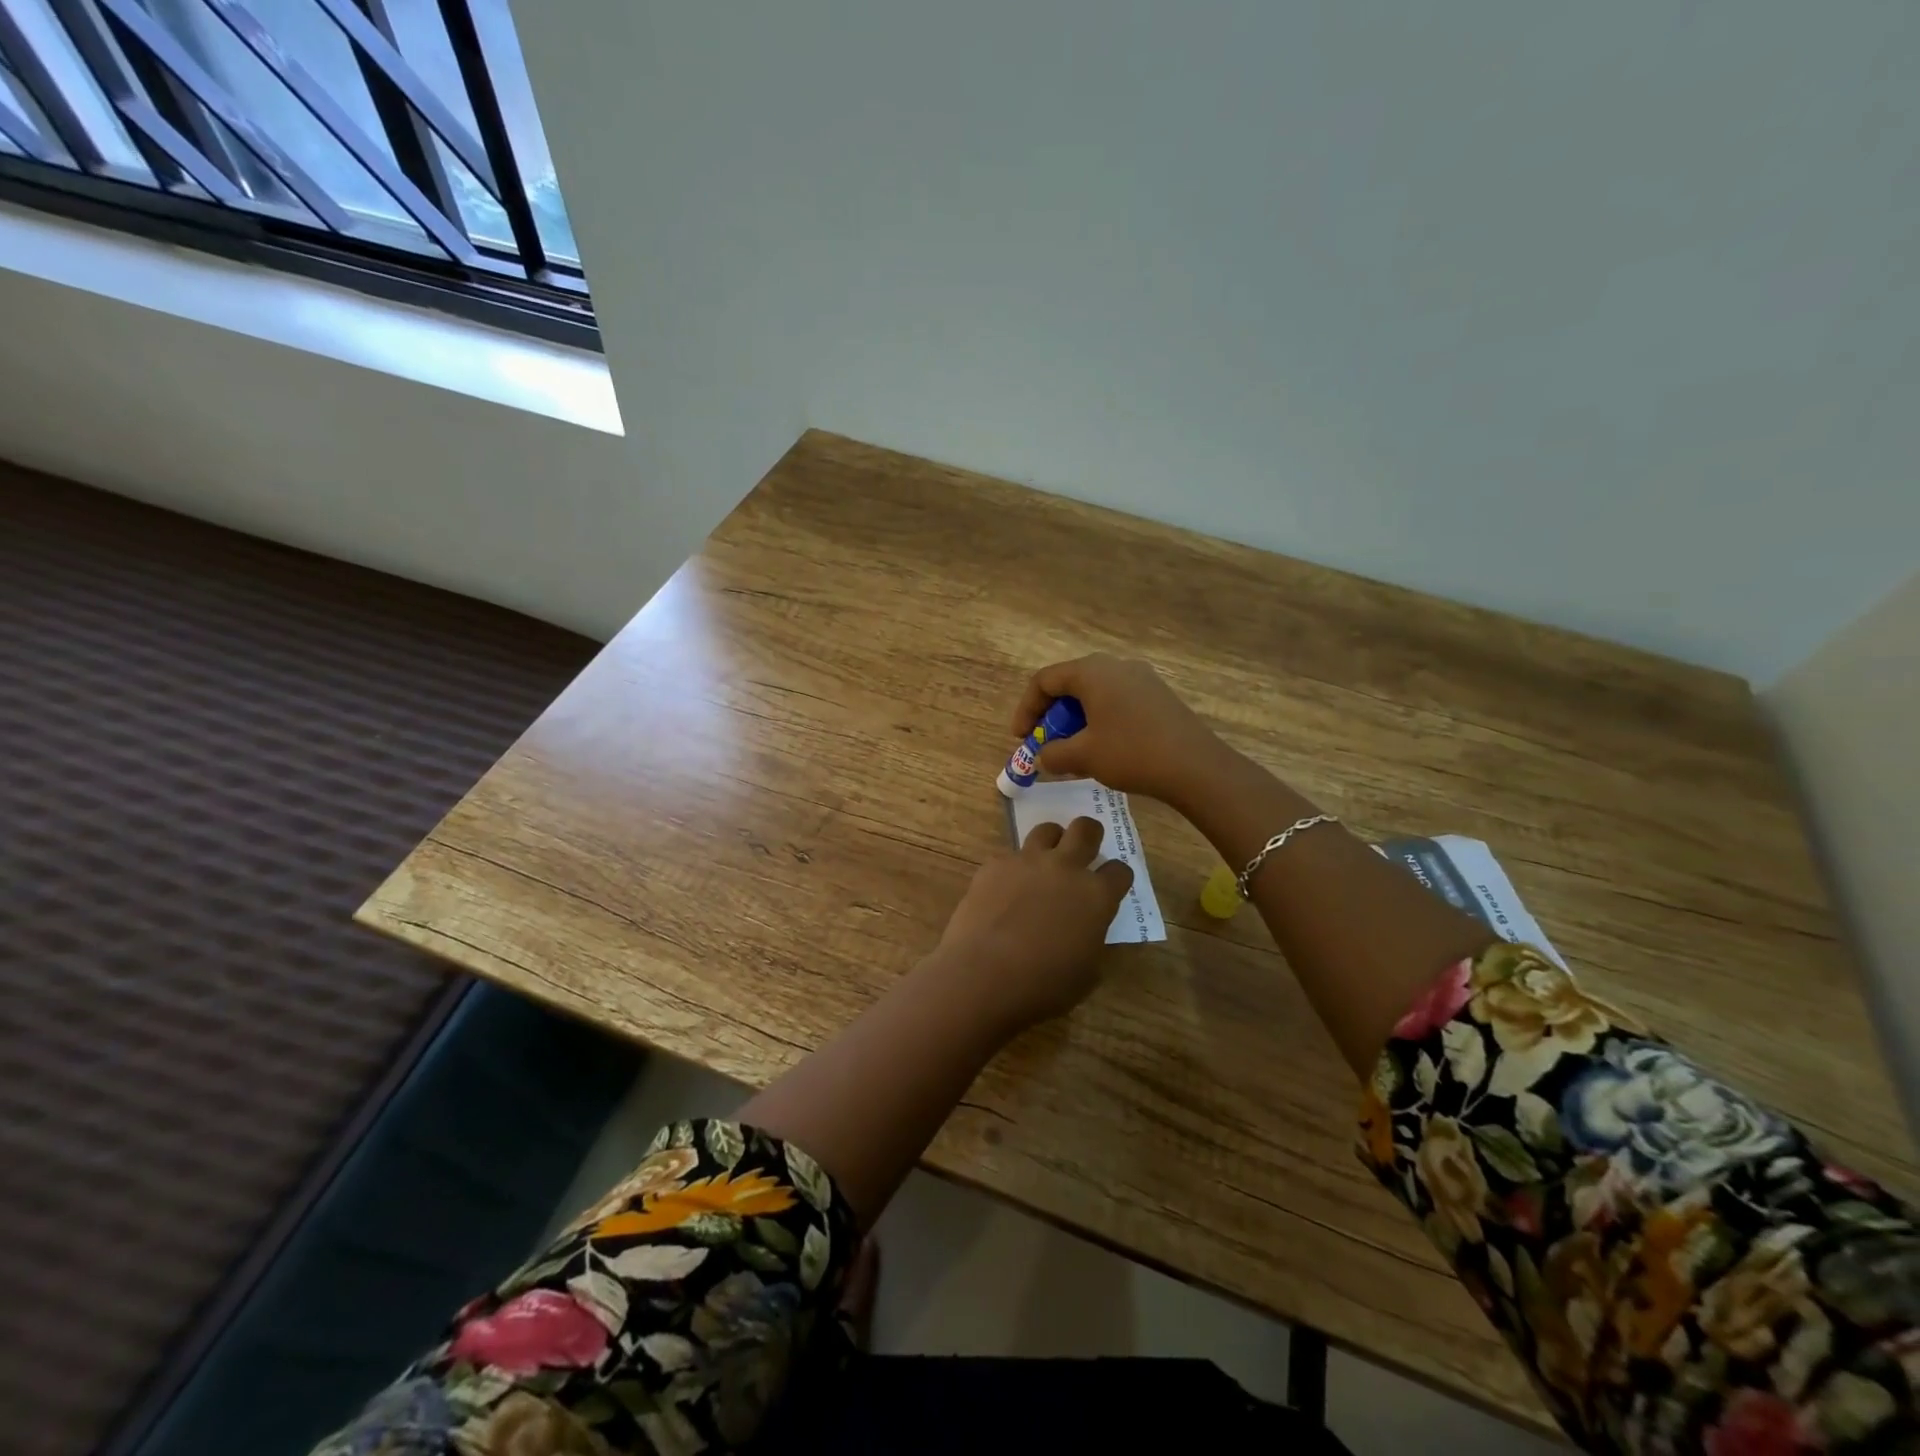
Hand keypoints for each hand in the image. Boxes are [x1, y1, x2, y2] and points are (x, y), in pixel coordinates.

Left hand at [927, 817, 1132, 1035]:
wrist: (983, 976)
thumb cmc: (1043, 986)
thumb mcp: (1086, 972)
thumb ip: (1091, 939)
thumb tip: (1085, 929)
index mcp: (1096, 896)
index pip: (1120, 871)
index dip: (1117, 878)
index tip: (1110, 886)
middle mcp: (1065, 868)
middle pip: (1086, 829)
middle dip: (1090, 835)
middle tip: (1084, 850)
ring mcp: (1027, 861)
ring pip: (1046, 830)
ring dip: (1051, 842)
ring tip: (1044, 862)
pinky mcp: (994, 865)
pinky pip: (1009, 856)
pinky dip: (1013, 869)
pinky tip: (1004, 891)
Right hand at [1010, 653, 1226, 809]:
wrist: (1196, 766)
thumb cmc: (1131, 753)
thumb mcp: (1083, 756)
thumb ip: (1053, 753)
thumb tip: (1045, 755)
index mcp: (1092, 672)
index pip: (1044, 680)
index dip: (1026, 709)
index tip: (1021, 738)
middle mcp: (1115, 665)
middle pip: (1070, 685)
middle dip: (1052, 717)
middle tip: (1047, 745)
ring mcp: (1141, 678)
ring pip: (1095, 695)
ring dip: (1076, 721)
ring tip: (1073, 753)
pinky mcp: (1158, 696)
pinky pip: (1116, 702)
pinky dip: (1099, 721)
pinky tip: (1102, 750)